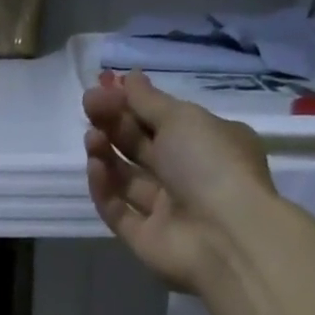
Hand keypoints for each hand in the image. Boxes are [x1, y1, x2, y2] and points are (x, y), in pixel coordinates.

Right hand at [84, 71, 279, 292]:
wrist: (225, 236)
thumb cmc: (211, 165)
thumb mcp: (183, 119)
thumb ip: (150, 101)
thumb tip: (129, 77)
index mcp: (208, 144)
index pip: (164, 121)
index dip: (134, 104)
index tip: (105, 88)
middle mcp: (187, 176)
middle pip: (142, 147)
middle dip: (115, 125)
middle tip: (89, 106)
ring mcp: (165, 210)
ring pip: (127, 178)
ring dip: (107, 154)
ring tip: (91, 138)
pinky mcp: (144, 237)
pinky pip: (118, 210)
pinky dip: (105, 188)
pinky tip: (95, 167)